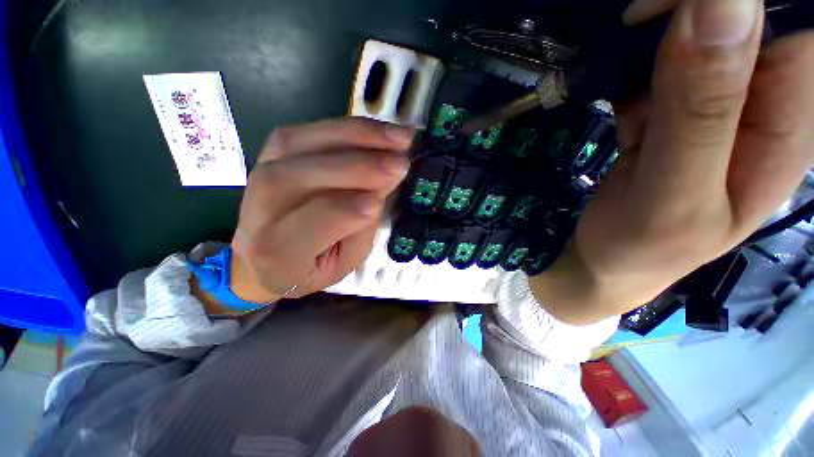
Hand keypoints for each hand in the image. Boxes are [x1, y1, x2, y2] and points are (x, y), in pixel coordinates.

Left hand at [225, 118, 412, 305]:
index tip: (381, 201)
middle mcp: (260, 207)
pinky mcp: (271, 152)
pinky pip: (308, 130)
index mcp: (277, 251)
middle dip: (359, 166)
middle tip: (401, 161)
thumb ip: (360, 229)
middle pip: (305, 175)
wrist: (262, 256)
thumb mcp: (344, 261)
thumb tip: (380, 189)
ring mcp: (261, 171)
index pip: (313, 222)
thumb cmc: (310, 268)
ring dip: (358, 137)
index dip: (349, 209)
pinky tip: (376, 131)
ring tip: (398, 137)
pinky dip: (347, 128)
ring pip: (307, 143)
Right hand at [531, 0, 813, 324]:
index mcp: (790, 123)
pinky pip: (658, 61)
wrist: (612, 258)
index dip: (735, 2)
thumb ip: (702, 112)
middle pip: (740, 17)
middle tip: (634, 49)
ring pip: (693, 32)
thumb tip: (718, 3)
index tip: (661, 15)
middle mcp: (764, 99)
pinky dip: (631, 71)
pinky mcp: (679, 105)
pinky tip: (622, 110)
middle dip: (681, 18)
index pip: (791, 20)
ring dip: (650, 50)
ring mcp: (719, 99)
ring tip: (628, 104)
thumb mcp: (675, 194)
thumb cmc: (644, 246)